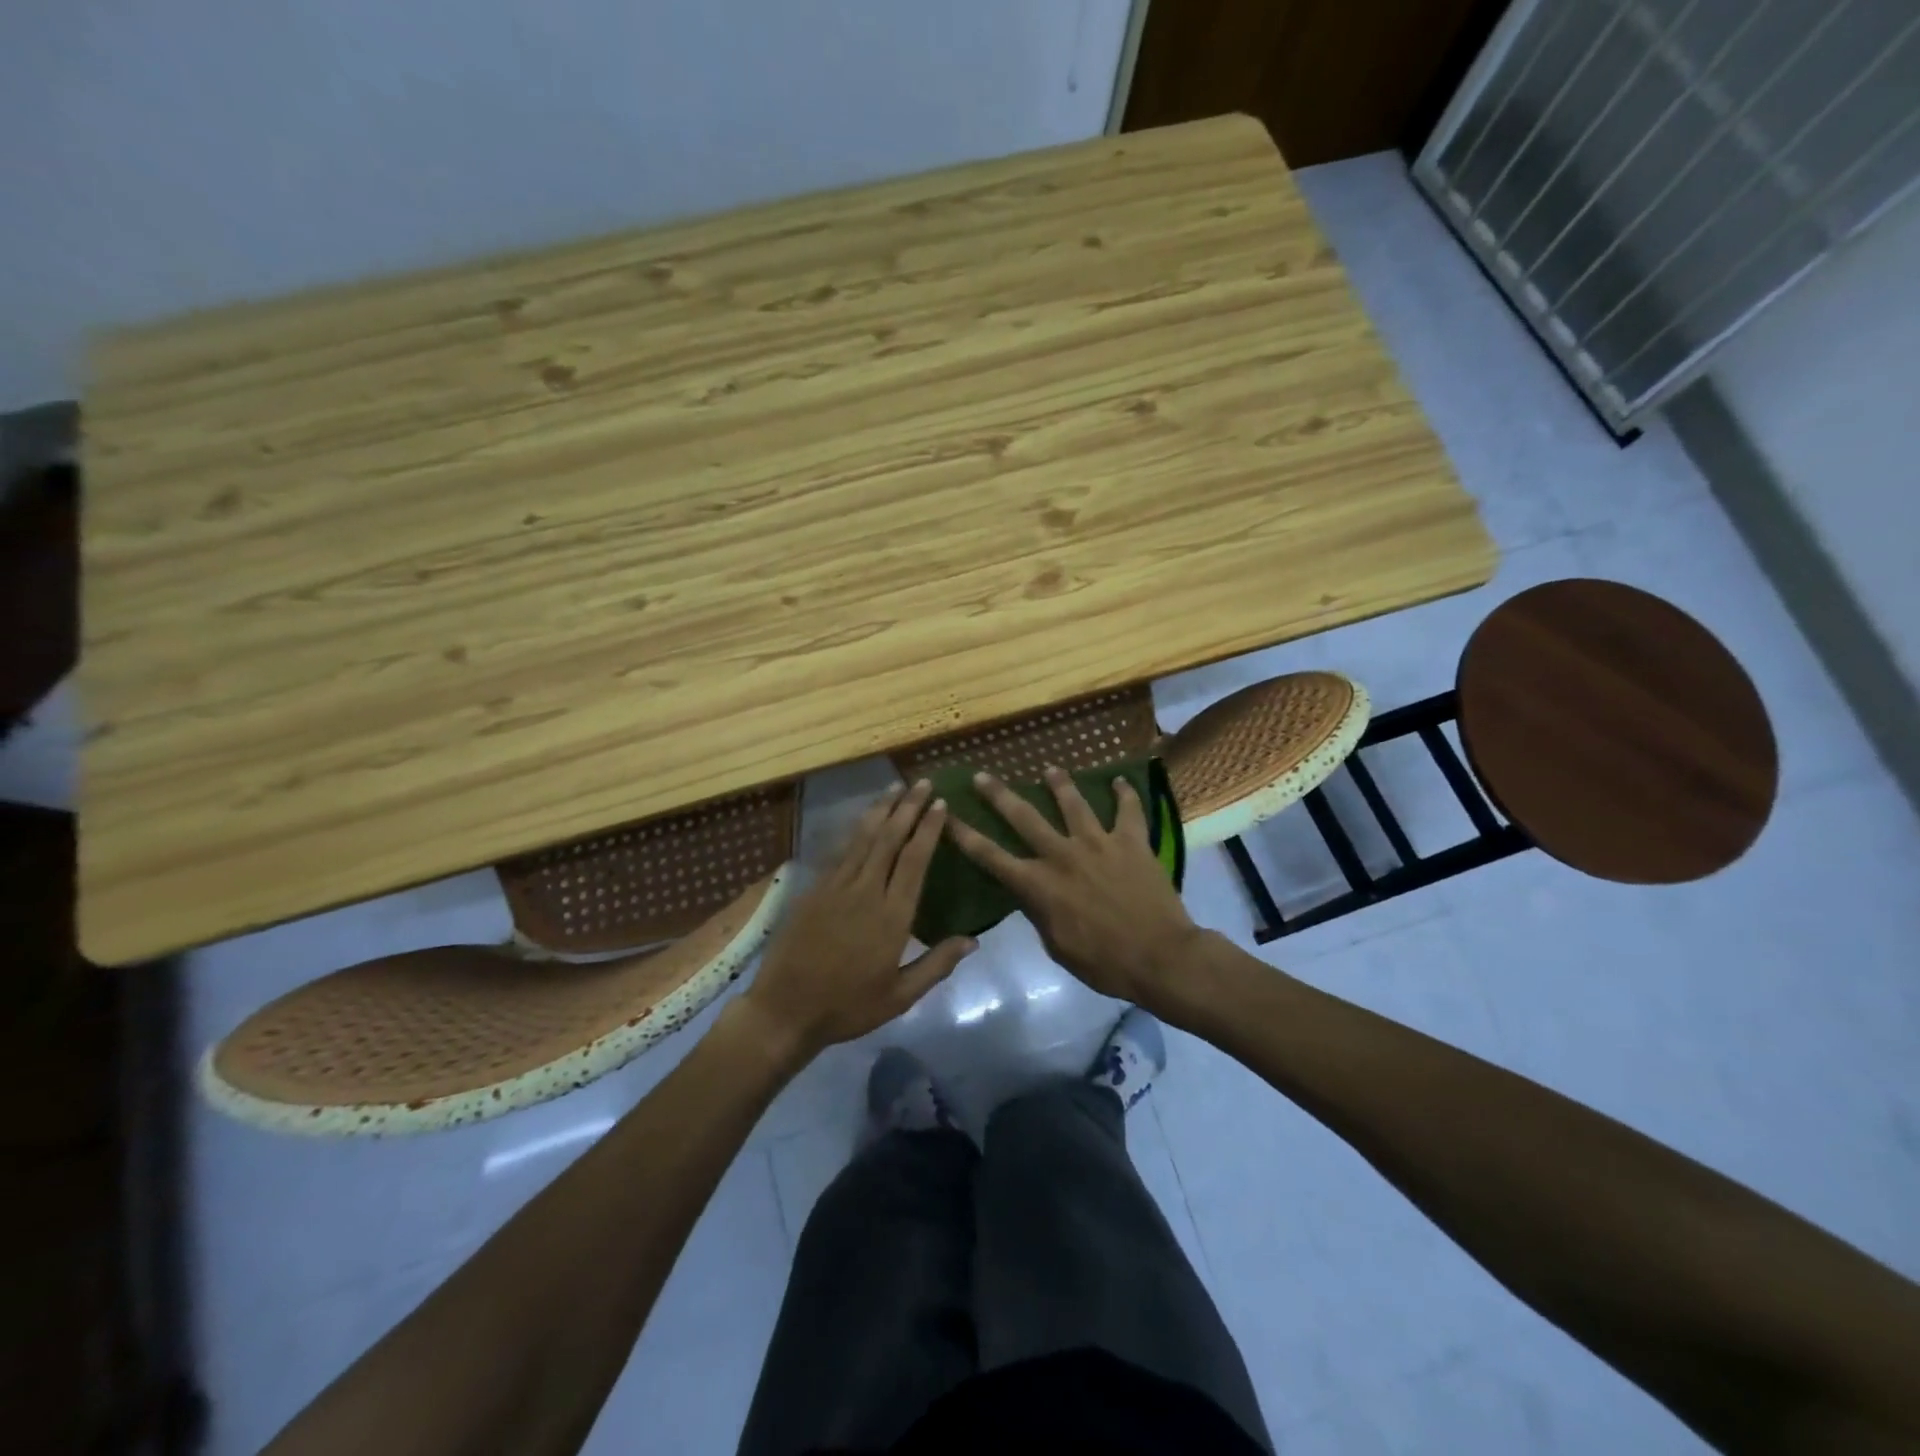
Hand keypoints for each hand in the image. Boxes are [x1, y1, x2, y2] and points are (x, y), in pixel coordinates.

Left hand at [740, 781, 974, 1059]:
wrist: (785, 1009)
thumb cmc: (848, 1006)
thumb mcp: (900, 996)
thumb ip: (937, 965)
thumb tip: (973, 940)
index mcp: (891, 916)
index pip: (914, 860)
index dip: (928, 828)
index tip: (940, 804)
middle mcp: (865, 891)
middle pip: (889, 838)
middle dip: (907, 807)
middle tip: (922, 782)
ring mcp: (835, 887)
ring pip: (862, 837)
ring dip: (881, 810)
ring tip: (895, 787)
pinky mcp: (814, 890)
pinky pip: (840, 851)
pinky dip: (855, 830)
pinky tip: (863, 820)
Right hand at [946, 767, 1201, 1007]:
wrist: (1160, 957)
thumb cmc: (1105, 963)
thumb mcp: (1058, 947)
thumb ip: (1040, 913)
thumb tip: (1030, 894)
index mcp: (1039, 885)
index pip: (991, 856)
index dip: (964, 835)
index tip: (946, 815)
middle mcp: (1062, 855)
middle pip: (1024, 817)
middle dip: (999, 795)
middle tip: (983, 775)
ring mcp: (1098, 843)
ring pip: (1073, 803)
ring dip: (1059, 783)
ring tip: (1049, 768)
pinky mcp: (1131, 841)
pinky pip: (1128, 811)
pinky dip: (1125, 794)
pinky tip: (1122, 781)